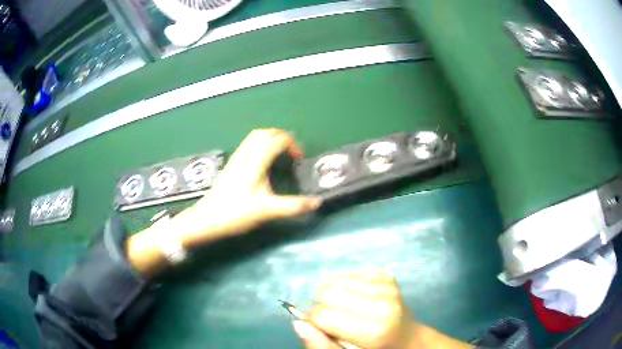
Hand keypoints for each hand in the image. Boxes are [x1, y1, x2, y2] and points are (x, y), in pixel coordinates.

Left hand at [176, 128, 321, 245]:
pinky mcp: (231, 163)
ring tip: (280, 155)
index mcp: (257, 160)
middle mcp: (246, 153)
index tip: (298, 160)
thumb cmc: (237, 212)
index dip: (293, 145)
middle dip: (283, 138)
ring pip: (255, 136)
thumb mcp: (268, 210)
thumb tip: (317, 202)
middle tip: (292, 153)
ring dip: (270, 139)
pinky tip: (263, 162)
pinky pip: (248, 144)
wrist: (208, 217)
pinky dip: (260, 144)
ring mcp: (237, 157)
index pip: (278, 139)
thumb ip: (294, 206)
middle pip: (266, 132)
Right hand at [296, 270, 415, 348]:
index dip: (315, 323)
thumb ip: (321, 345)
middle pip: (326, 292)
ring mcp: (388, 287)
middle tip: (336, 321)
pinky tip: (358, 300)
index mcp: (373, 330)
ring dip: (335, 295)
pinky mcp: (388, 276)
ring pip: (336, 279)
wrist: (405, 339)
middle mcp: (383, 303)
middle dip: (322, 306)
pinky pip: (350, 273)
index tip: (323, 330)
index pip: (321, 315)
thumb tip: (299, 323)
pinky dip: (347, 286)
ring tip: (348, 311)